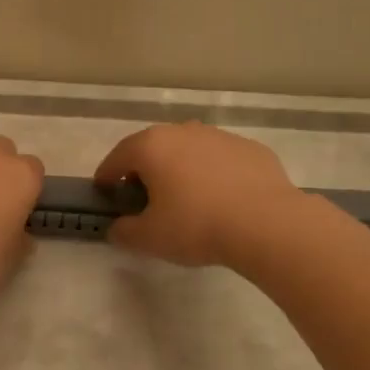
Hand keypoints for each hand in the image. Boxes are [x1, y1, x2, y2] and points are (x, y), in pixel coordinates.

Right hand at [94, 122, 303, 267]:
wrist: (266, 223)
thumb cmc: (196, 226)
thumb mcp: (149, 238)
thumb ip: (124, 231)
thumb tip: (118, 227)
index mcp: (151, 146)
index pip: (117, 157)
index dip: (106, 175)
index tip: (103, 191)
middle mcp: (183, 131)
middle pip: (153, 148)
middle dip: (144, 170)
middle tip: (143, 196)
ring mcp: (220, 136)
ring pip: (189, 150)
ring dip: (180, 169)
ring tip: (184, 198)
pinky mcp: (250, 149)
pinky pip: (220, 160)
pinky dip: (213, 174)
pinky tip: (221, 199)